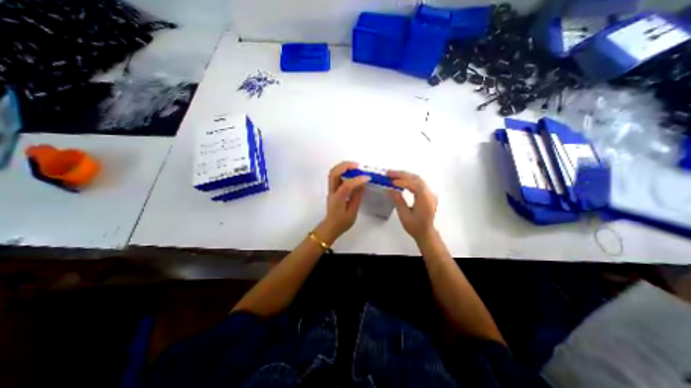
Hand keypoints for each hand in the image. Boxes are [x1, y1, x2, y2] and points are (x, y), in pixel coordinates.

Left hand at [318, 160, 372, 242]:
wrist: (331, 226)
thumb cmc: (342, 222)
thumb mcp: (352, 212)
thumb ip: (357, 197)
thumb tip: (362, 184)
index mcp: (338, 199)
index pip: (347, 185)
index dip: (357, 180)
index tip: (367, 177)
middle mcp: (332, 192)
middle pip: (334, 173)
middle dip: (345, 166)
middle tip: (357, 165)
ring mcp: (330, 190)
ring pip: (333, 173)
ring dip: (343, 167)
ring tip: (354, 166)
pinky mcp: (332, 189)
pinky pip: (335, 176)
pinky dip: (342, 171)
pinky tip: (350, 172)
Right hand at [387, 170, 435, 241]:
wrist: (426, 233)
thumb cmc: (415, 226)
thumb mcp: (404, 215)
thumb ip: (398, 200)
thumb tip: (389, 189)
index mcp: (425, 200)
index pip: (415, 185)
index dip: (402, 181)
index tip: (391, 181)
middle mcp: (429, 194)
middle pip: (416, 178)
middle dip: (402, 174)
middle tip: (389, 173)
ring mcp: (429, 193)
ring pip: (417, 179)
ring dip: (404, 175)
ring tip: (392, 175)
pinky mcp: (427, 194)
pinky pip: (418, 183)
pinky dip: (408, 180)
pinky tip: (400, 180)